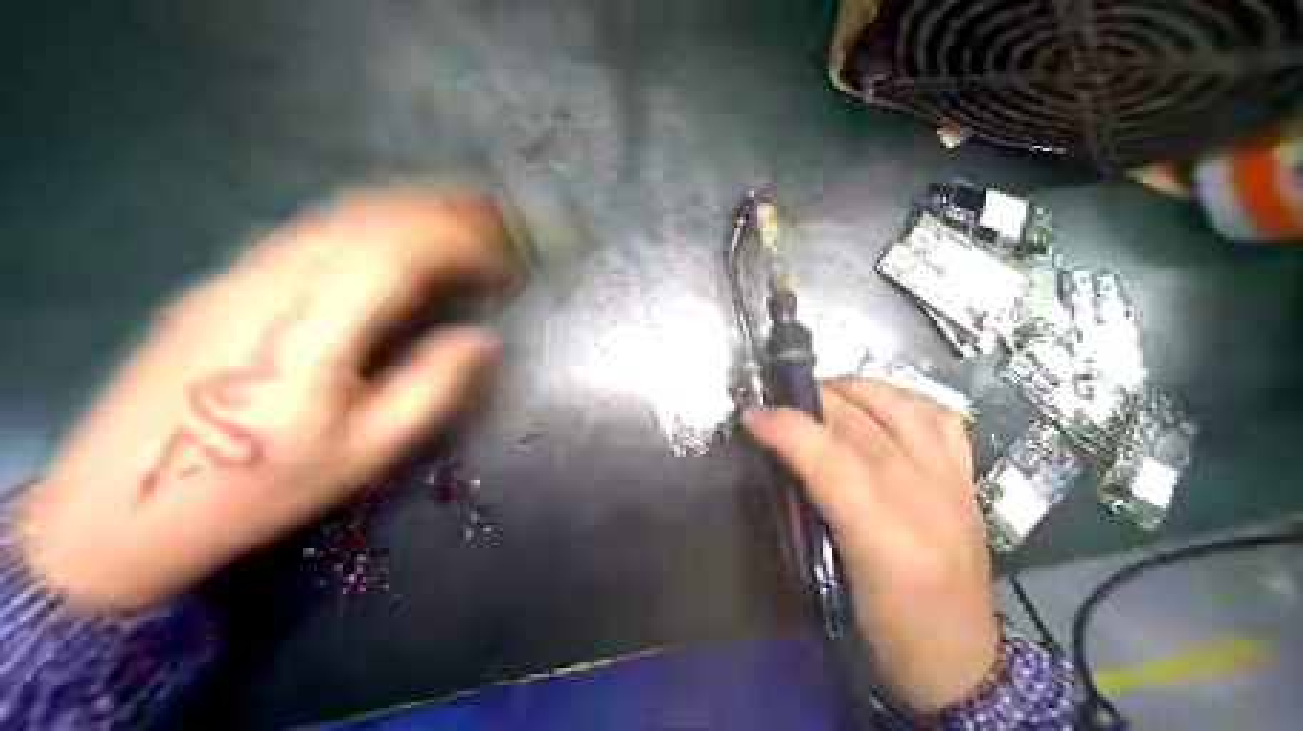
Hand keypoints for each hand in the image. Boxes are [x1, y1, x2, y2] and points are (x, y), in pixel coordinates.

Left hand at [21, 188, 508, 611]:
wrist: (125, 506)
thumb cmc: (262, 488)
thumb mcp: (365, 452)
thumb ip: (431, 388)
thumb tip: (482, 339)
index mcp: (310, 333)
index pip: (397, 254)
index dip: (461, 243)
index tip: (505, 258)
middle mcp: (271, 285)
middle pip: (369, 218)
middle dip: (442, 210)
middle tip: (496, 220)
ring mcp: (240, 276)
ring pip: (337, 214)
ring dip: (407, 206)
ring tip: (461, 214)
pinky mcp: (226, 279)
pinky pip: (311, 229)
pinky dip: (368, 220)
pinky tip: (395, 233)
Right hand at [742, 376, 1000, 713]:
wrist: (961, 664)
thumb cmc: (885, 631)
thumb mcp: (830, 581)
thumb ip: (808, 515)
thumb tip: (781, 461)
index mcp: (881, 530)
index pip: (826, 454)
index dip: (783, 426)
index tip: (749, 415)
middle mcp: (921, 492)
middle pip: (857, 420)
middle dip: (808, 400)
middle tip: (776, 404)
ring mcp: (948, 479)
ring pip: (899, 404)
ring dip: (854, 389)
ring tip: (824, 397)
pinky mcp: (965, 479)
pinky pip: (940, 417)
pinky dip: (905, 400)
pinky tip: (882, 407)